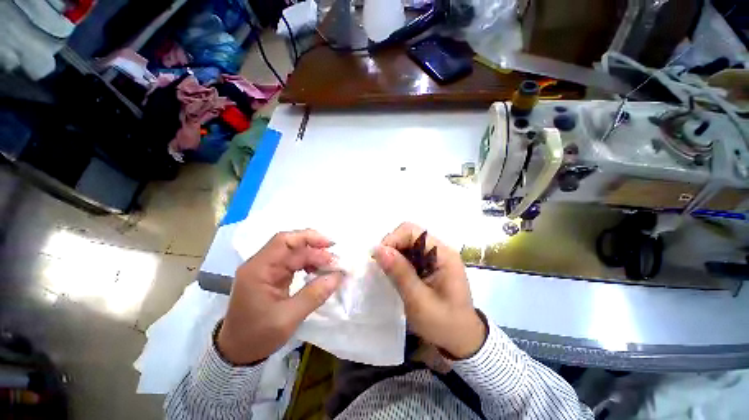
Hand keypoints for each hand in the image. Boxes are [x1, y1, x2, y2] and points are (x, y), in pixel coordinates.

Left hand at [217, 229, 342, 364]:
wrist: (237, 352)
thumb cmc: (257, 336)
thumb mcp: (288, 318)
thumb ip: (314, 295)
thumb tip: (338, 276)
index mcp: (258, 270)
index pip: (284, 241)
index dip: (308, 237)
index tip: (330, 244)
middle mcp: (261, 264)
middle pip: (293, 247)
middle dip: (316, 252)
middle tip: (336, 263)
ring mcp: (267, 269)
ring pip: (295, 254)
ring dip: (314, 258)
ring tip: (330, 267)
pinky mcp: (273, 276)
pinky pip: (294, 263)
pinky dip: (309, 265)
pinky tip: (319, 272)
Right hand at [373, 223, 486, 359]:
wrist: (462, 340)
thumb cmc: (444, 324)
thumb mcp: (419, 301)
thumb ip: (399, 273)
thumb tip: (378, 249)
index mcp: (443, 254)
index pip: (413, 232)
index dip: (393, 240)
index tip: (379, 259)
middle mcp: (440, 249)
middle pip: (409, 234)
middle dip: (392, 247)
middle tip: (382, 268)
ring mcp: (435, 256)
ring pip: (407, 243)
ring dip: (394, 254)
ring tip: (388, 273)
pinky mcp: (430, 264)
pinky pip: (410, 254)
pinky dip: (399, 261)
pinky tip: (396, 275)